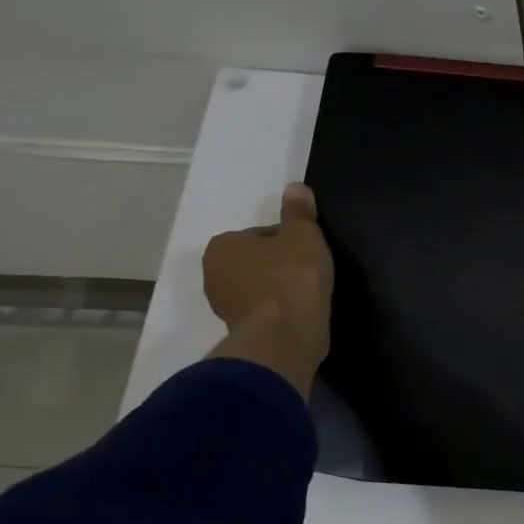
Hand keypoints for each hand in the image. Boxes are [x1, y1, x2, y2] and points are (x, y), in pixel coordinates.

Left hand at [203, 183, 333, 352]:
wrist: (285, 335)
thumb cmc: (292, 277)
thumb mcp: (303, 236)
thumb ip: (299, 212)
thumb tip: (295, 187)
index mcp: (222, 245)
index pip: (261, 235)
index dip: (289, 241)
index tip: (308, 253)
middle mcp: (213, 273)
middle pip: (257, 261)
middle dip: (279, 265)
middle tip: (310, 273)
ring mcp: (223, 305)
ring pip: (259, 286)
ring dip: (279, 288)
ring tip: (308, 294)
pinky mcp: (239, 330)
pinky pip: (263, 310)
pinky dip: (279, 309)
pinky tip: (300, 312)